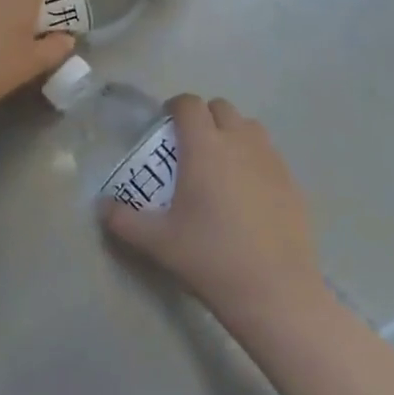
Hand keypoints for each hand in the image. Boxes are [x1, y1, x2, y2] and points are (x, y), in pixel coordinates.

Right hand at [104, 95, 330, 335]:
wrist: (275, 290)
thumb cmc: (210, 258)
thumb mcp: (158, 242)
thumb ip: (124, 220)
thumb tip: (102, 206)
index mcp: (205, 147)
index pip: (189, 104)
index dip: (175, 107)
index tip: (165, 123)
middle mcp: (240, 142)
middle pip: (221, 108)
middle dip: (204, 117)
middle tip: (190, 146)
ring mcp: (271, 159)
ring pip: (249, 127)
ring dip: (231, 133)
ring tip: (220, 165)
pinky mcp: (292, 180)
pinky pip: (269, 154)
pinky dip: (254, 158)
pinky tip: (247, 193)